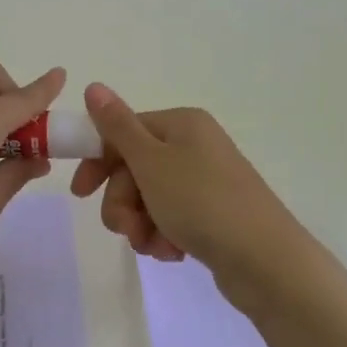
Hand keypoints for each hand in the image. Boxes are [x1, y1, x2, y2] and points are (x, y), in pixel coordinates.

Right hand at [69, 84, 314, 312]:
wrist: (266, 261)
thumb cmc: (201, 202)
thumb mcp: (151, 162)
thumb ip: (117, 126)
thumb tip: (94, 85)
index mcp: (181, 124)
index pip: (124, 132)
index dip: (98, 162)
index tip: (80, 193)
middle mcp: (195, 145)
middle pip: (135, 168)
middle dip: (123, 202)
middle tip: (126, 229)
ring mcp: (207, 181)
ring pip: (149, 198)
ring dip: (141, 224)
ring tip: (153, 246)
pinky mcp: (214, 214)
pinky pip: (172, 218)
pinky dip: (164, 235)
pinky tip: (172, 253)